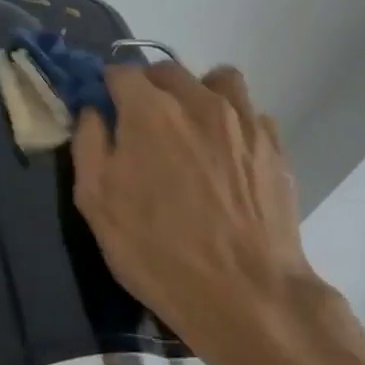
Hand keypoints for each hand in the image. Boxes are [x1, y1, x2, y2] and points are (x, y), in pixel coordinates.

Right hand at [71, 61, 341, 364]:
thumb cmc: (157, 251)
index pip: (121, 72)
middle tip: (141, 128)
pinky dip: (233, 123)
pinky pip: (250, 113)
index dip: (107, 89)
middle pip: (167, 71)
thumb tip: (93, 112)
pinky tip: (226, 157)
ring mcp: (243, 120)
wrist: (245, 294)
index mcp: (149, 111)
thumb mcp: (96, 203)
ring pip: (217, 80)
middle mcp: (198, 101)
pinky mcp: (275, 145)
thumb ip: (89, 145)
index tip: (105, 113)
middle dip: (148, 89)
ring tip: (190, 131)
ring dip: (197, 94)